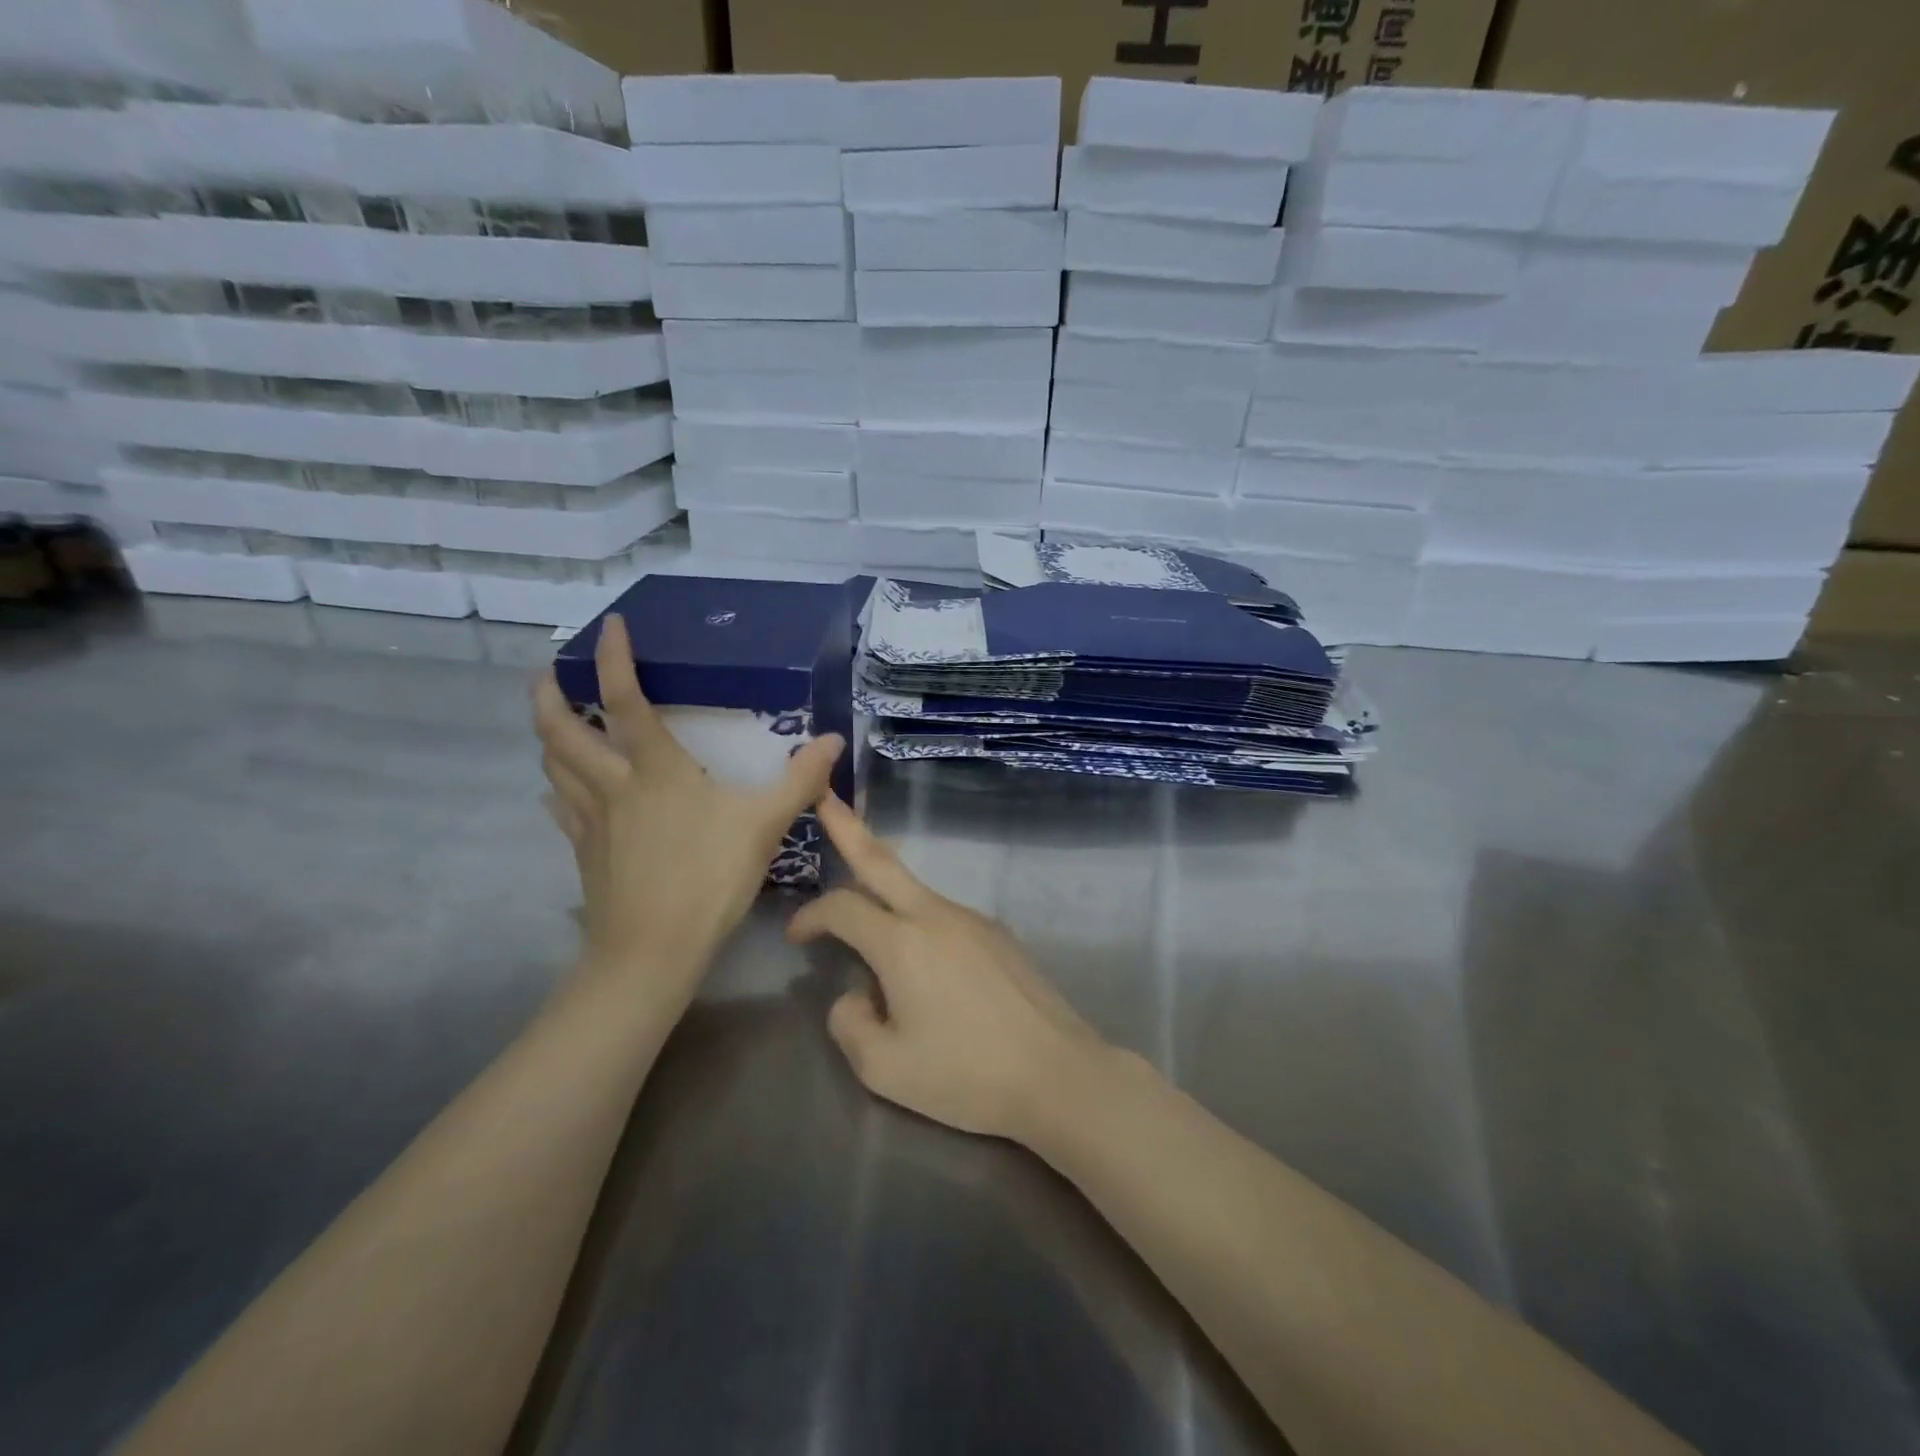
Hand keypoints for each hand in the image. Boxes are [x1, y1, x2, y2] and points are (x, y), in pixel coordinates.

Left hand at [534, 613, 843, 986]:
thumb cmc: (708, 879)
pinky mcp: (585, 852)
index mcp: (655, 770)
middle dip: (549, 696)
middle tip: (549, 673)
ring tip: (553, 721)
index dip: (613, 658)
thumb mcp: (763, 825)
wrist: (651, 951)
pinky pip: (561, 809)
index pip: (625, 700)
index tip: (610, 624)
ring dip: (548, 737)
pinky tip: (558, 792)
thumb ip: (799, 780)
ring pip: (554, 767)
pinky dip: (556, 789)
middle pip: (562, 732)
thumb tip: (832, 740)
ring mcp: (591, 821)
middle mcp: (613, 785)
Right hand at [788, 795, 1106, 1141]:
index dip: (810, 916)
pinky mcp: (998, 934)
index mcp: (903, 942)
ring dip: (882, 894)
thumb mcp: (884, 1069)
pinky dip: (917, 925)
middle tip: (825, 798)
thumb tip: (855, 994)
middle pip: (882, 861)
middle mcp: (936, 915)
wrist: (1057, 1074)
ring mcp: (972, 919)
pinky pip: (943, 917)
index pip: (841, 908)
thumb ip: (849, 1024)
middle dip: (848, 827)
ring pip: (914, 892)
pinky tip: (924, 971)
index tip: (795, 937)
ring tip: (866, 927)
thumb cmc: (966, 1076)